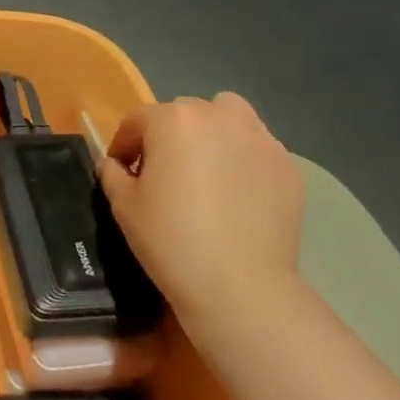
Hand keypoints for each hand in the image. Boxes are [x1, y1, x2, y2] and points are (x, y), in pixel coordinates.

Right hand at [98, 92, 303, 330]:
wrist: (239, 286)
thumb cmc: (171, 240)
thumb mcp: (123, 206)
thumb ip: (113, 174)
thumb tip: (115, 165)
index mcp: (173, 119)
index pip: (139, 120)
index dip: (124, 145)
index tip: (121, 171)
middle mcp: (219, 116)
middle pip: (185, 114)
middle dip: (169, 137)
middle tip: (165, 174)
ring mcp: (260, 138)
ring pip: (228, 119)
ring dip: (212, 135)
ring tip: (207, 172)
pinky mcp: (287, 166)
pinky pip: (256, 150)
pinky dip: (243, 162)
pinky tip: (237, 196)